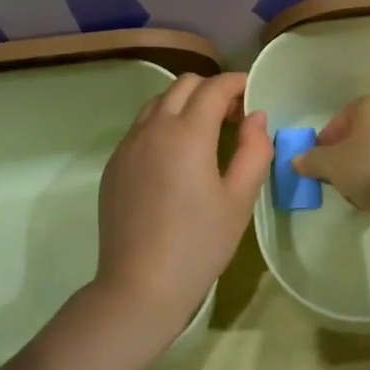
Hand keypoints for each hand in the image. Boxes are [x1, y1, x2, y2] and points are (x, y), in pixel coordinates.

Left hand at [96, 72, 271, 340]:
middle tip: (233, 117)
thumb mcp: (240, 199)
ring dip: (185, 103)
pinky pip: (141, 127)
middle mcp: (154, 127)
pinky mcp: (114, 164)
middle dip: (212, 90)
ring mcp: (128, 144)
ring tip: (205, 133)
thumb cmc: (199, 244)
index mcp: (188, 133)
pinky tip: (176, 157)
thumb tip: (256, 117)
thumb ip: (254, 150)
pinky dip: (163, 124)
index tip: (254, 96)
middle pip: (184, 84)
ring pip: (158, 102)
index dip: (238, 83)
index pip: (215, 87)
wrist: (139, 286)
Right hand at [293, 95, 369, 213]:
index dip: (328, 139)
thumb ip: (312, 160)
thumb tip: (297, 160)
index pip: (342, 117)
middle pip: (362, 133)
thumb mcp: (331, 165)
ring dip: (365, 166)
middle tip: (337, 176)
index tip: (321, 161)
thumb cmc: (369, 169)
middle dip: (347, 154)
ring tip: (356, 191)